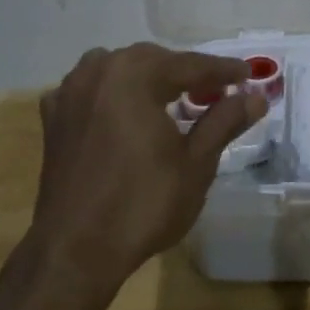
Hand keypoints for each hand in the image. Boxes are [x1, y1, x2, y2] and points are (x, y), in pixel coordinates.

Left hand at [29, 44, 264, 287]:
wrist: (76, 249)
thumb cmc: (144, 204)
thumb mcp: (196, 163)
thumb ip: (224, 121)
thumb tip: (255, 97)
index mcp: (133, 77)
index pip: (188, 64)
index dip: (222, 70)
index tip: (249, 75)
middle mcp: (97, 73)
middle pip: (151, 60)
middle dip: (185, 72)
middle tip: (216, 91)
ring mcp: (69, 94)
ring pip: (117, 69)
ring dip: (148, 77)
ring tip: (172, 98)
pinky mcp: (54, 119)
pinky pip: (90, 90)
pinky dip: (114, 93)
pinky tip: (125, 112)